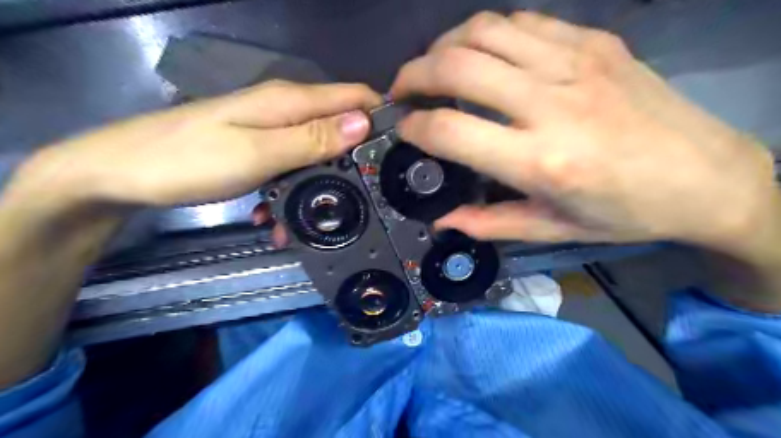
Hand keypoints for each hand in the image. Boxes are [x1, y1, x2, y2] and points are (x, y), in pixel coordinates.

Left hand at [16, 81, 383, 210]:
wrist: (121, 174)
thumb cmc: (189, 160)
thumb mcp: (259, 153)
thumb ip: (313, 138)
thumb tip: (364, 122)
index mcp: (290, 101)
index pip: (354, 97)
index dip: (381, 116)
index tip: (397, 151)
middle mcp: (285, 110)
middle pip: (340, 125)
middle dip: (357, 156)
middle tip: (366, 194)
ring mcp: (270, 131)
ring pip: (317, 149)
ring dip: (324, 180)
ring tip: (321, 215)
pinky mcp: (258, 149)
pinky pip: (292, 164)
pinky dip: (297, 185)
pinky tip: (283, 212)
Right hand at [391, 10, 780, 252]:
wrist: (707, 176)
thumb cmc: (625, 213)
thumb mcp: (552, 228)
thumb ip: (489, 222)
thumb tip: (442, 220)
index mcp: (539, 161)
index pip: (449, 129)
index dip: (414, 126)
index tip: (404, 129)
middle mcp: (550, 103)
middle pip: (457, 65)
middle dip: (413, 74)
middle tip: (401, 89)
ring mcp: (575, 63)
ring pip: (485, 30)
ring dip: (445, 45)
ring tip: (435, 67)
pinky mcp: (595, 41)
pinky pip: (523, 21)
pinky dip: (489, 33)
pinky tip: (484, 54)